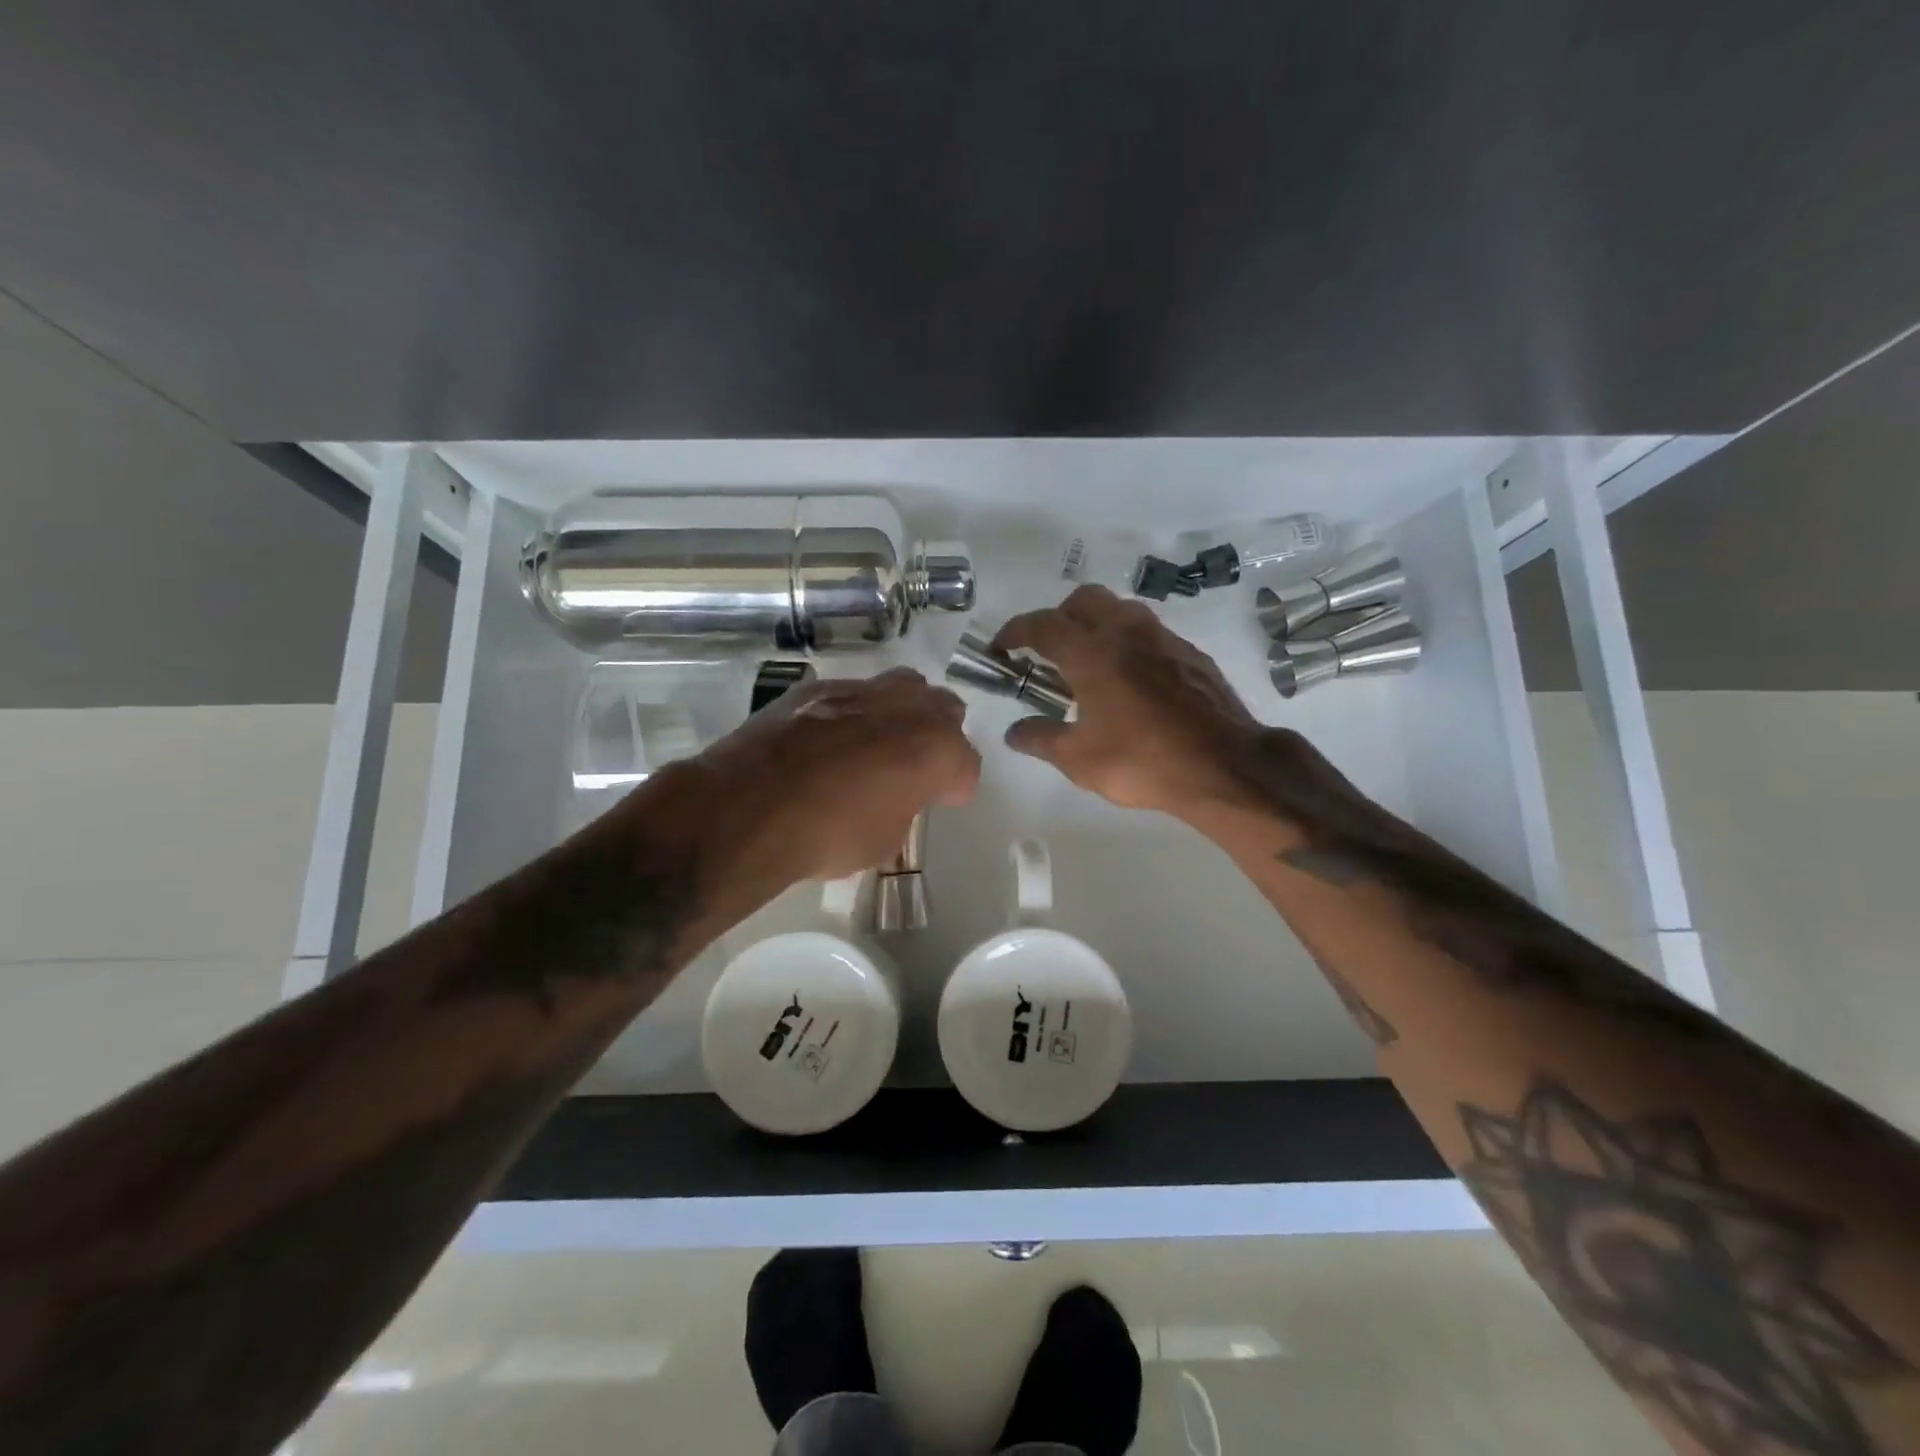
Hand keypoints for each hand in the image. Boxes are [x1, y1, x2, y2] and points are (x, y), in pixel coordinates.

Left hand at [689, 668, 981, 885]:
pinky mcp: (817, 687)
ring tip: (881, 740)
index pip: (966, 763)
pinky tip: (833, 736)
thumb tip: (894, 795)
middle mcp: (908, 708)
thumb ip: (904, 806)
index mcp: (937, 749)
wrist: (751, 807)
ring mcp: (861, 690)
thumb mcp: (885, 840)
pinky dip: (854, 710)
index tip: (943, 800)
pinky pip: (853, 691)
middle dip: (939, 735)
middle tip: (918, 764)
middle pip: (944, 709)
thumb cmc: (830, 834)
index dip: (956, 786)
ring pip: (902, 686)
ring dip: (901, 711)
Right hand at [992, 585, 1263, 819]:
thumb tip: (1013, 732)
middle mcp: (1125, 632)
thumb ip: (1040, 739)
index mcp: (1091, 652)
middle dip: (1057, 617)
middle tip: (1048, 651)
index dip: (1014, 632)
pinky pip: (1148, 631)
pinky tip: (1130, 679)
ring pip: (1120, 609)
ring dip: (1096, 624)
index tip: (1001, 647)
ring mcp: (1162, 638)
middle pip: (1083, 600)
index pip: (1041, 625)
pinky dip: (1128, 641)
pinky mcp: (1189, 653)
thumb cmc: (1142, 761)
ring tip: (1088, 663)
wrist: (1224, 766)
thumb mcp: (1078, 759)